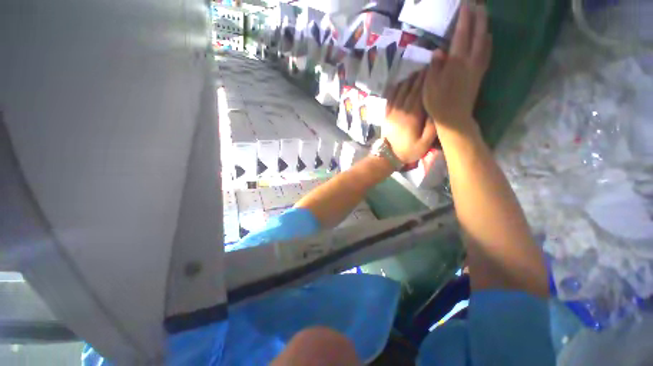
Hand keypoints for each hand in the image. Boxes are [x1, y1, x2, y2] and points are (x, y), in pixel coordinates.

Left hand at [383, 71, 437, 163]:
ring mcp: (391, 111)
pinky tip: (400, 82)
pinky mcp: (386, 114)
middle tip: (426, 68)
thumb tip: (437, 109)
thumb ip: (432, 127)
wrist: (388, 155)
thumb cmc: (408, 150)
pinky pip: (390, 97)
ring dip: (408, 80)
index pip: (420, 93)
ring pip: (400, 91)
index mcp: (412, 116)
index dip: (426, 80)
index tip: (432, 70)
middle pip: (410, 89)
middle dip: (418, 77)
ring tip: (416, 73)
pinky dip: (395, 88)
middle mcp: (401, 110)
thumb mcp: (425, 143)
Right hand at [422, 3, 491, 130]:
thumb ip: (434, 67)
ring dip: (485, 26)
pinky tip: (488, 37)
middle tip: (478, 3)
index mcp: (456, 62)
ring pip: (485, 41)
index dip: (464, 17)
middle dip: (478, 16)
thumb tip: (437, 50)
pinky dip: (488, 42)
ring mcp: (477, 67)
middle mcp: (470, 61)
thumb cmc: (438, 103)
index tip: (465, 3)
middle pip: (477, 33)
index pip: (462, 34)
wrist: (454, 118)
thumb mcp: (430, 87)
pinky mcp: (480, 74)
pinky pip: (487, 53)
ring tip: (484, 14)